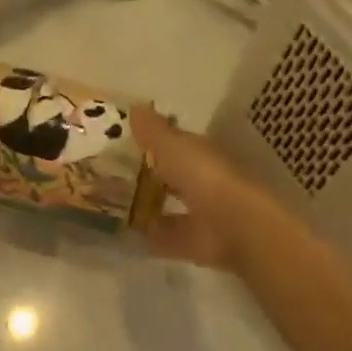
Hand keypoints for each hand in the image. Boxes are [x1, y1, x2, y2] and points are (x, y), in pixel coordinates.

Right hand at [132, 106, 290, 272]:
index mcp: (199, 153)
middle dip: (152, 174)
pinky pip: (169, 237)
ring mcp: (202, 213)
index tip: (128, 140)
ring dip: (151, 206)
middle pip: (174, 174)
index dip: (154, 140)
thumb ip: (152, 130)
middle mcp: (203, 180)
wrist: (234, 224)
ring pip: (172, 205)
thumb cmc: (203, 175)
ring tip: (118, 205)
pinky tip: (128, 235)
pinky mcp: (196, 243)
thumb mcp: (171, 145)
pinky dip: (151, 236)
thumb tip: (135, 107)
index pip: (176, 143)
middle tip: (117, 173)